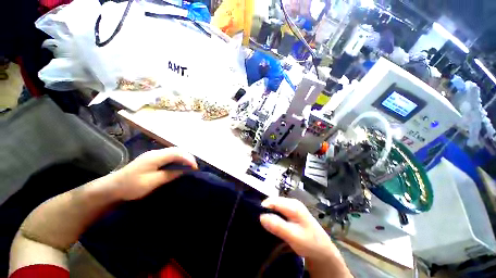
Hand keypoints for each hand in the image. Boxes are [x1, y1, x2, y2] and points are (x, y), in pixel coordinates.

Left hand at [106, 147, 197, 200]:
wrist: (112, 187)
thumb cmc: (131, 186)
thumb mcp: (152, 182)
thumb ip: (170, 174)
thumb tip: (184, 170)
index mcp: (156, 157)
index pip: (177, 153)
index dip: (188, 159)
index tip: (195, 168)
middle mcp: (156, 152)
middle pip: (177, 150)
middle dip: (188, 157)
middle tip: (194, 167)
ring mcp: (154, 155)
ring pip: (174, 152)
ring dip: (184, 157)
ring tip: (190, 166)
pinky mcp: (152, 159)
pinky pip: (170, 156)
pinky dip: (178, 159)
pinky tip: (180, 165)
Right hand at [260, 197, 351, 277]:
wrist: (323, 250)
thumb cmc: (310, 243)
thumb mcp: (293, 236)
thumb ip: (278, 226)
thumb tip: (261, 216)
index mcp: (293, 205)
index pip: (273, 201)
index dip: (263, 207)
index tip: (256, 218)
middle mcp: (292, 202)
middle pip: (273, 202)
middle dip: (265, 210)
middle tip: (259, 223)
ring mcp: (292, 206)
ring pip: (275, 206)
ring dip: (269, 213)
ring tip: (264, 224)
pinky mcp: (292, 212)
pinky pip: (279, 210)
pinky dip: (274, 215)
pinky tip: (272, 223)